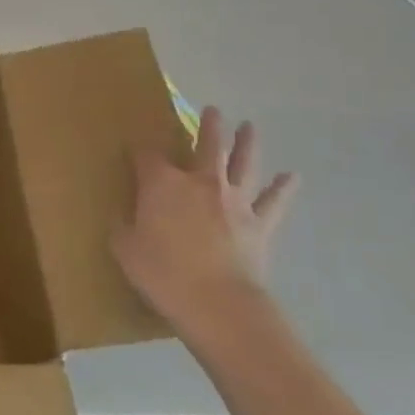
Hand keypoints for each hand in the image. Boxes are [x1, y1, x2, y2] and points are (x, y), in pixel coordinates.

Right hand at [112, 107, 297, 333]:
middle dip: (208, 126)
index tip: (135, 150)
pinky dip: (283, 188)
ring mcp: (234, 201)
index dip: (140, 150)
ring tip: (249, 126)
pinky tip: (292, 176)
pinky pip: (274, 201)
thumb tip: (122, 218)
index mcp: (162, 184)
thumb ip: (123, 228)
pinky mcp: (259, 224)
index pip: (147, 155)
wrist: (218, 303)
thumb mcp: (125, 249)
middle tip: (213, 111)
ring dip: (247, 143)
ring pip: (243, 163)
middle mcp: (200, 182)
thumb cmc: (163, 273)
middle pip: (206, 145)